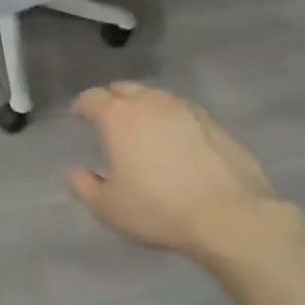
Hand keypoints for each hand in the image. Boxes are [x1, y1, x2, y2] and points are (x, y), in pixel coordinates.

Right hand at [68, 83, 304, 265]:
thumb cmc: (158, 209)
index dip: (82, 106)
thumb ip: (85, 186)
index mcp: (119, 116)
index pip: (92, 98)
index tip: (78, 117)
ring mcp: (186, 109)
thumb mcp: (109, 207)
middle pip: (126, 89)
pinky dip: (173, 120)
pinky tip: (177, 141)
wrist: (229, 215)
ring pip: (157, 98)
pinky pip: (184, 113)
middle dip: (113, 99)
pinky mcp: (215, 124)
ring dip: (145, 107)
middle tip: (109, 118)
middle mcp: (151, 103)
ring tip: (144, 128)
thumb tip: (75, 172)